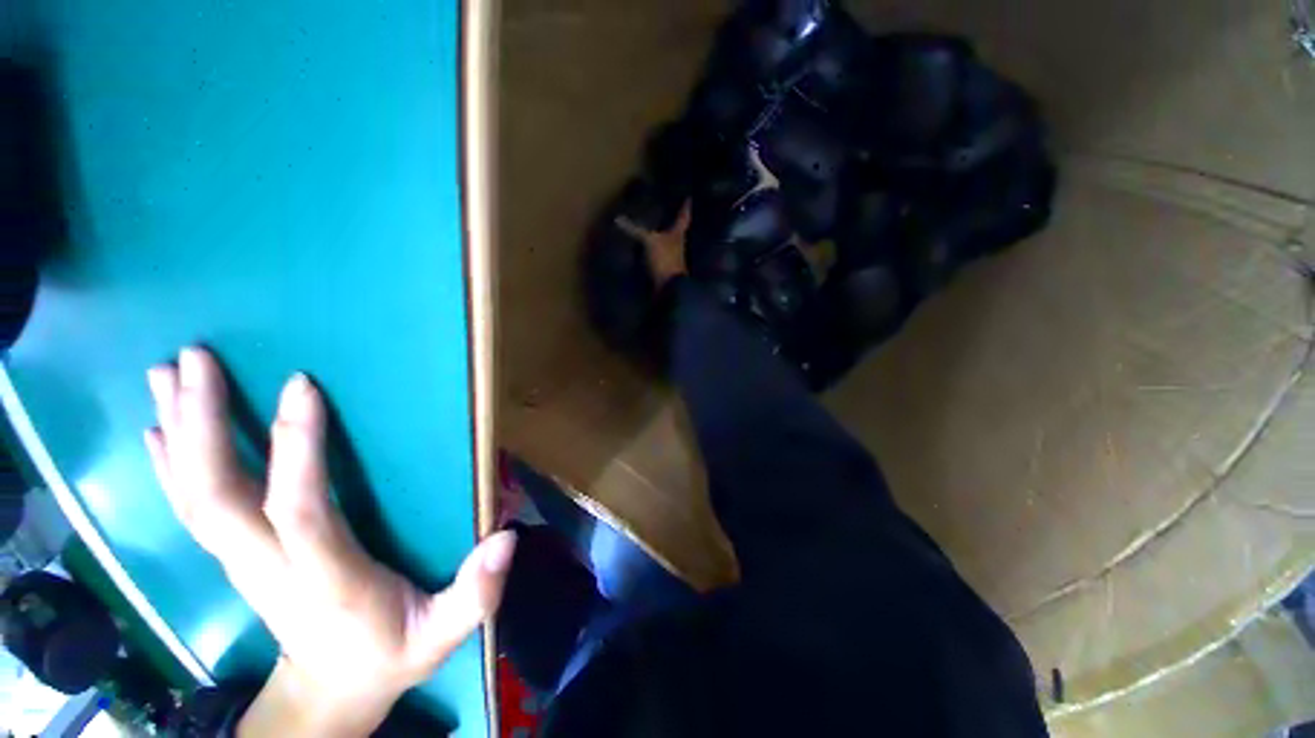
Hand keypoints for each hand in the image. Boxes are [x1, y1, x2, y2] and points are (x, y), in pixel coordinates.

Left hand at [145, 347, 515, 737]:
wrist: (332, 692)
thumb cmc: (391, 654)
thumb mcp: (443, 633)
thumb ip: (475, 591)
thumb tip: (507, 538)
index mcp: (326, 579)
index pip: (299, 510)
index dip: (296, 449)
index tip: (303, 386)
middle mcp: (267, 566)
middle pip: (217, 496)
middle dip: (203, 426)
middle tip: (193, 360)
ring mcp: (242, 561)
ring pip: (194, 495)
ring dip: (180, 432)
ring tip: (165, 373)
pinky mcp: (235, 557)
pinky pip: (191, 507)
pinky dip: (171, 464)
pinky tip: (157, 429)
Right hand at [616, 200, 690, 289]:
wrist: (670, 287)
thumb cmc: (665, 259)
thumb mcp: (649, 242)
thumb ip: (635, 230)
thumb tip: (618, 219)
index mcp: (679, 234)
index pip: (684, 216)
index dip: (686, 207)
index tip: (688, 197)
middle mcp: (679, 243)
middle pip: (680, 229)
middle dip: (676, 220)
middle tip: (673, 209)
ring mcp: (674, 256)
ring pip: (672, 242)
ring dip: (667, 235)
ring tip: (660, 226)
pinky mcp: (667, 267)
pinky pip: (663, 254)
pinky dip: (659, 249)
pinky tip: (651, 248)